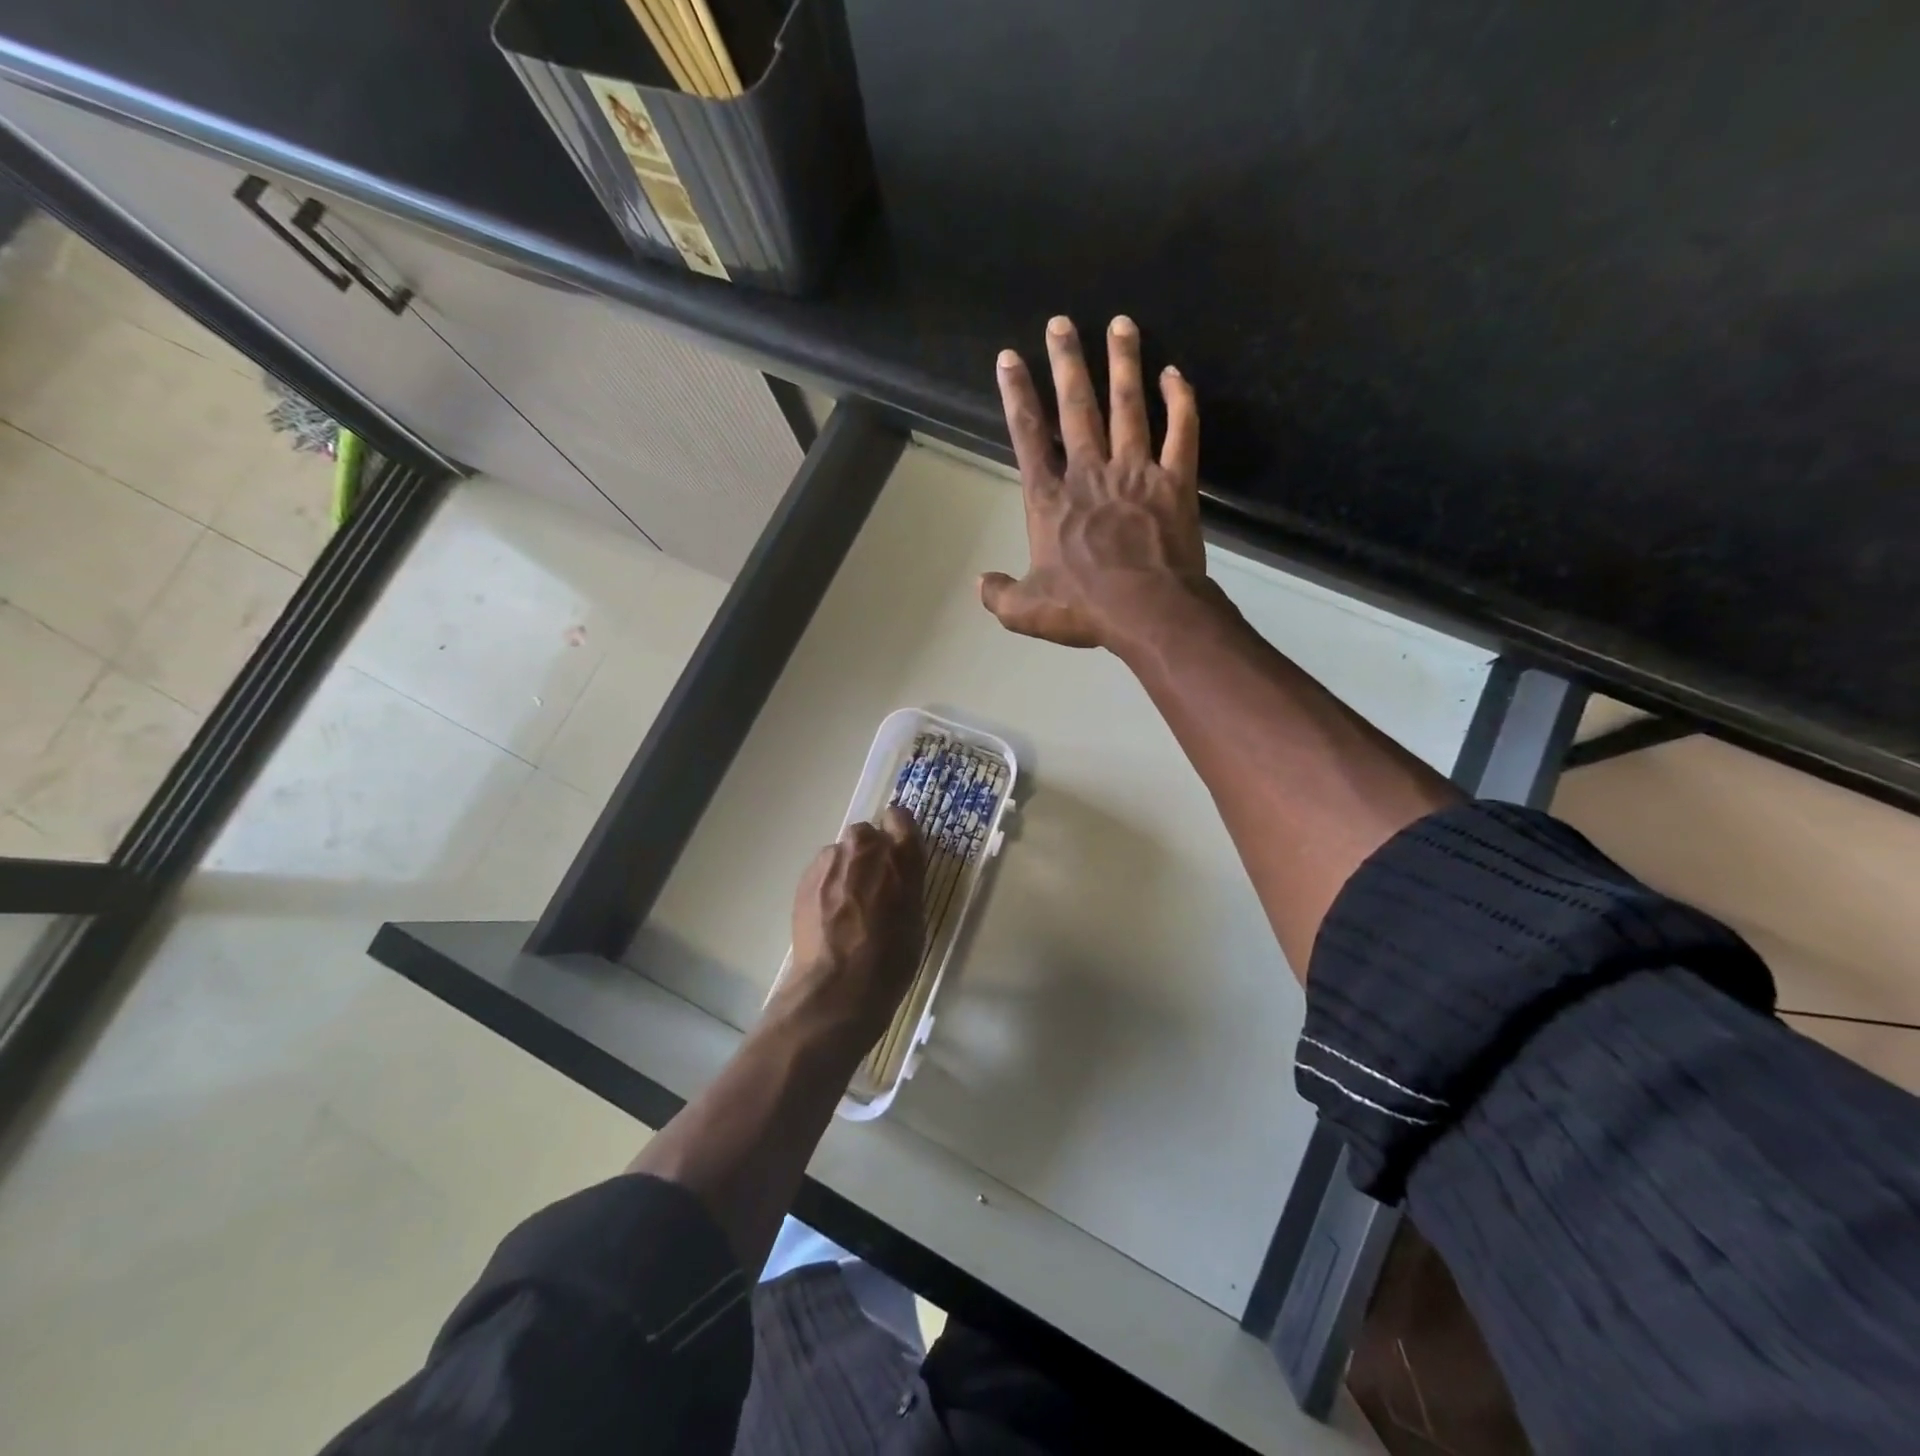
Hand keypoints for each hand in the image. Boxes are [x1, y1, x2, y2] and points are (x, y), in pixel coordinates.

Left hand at [772, 807, 925, 1046]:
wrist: (838, 986)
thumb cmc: (891, 959)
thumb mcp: (915, 918)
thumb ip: (905, 884)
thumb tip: (895, 876)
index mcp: (901, 856)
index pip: (900, 818)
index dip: (898, 832)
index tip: (897, 850)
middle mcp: (865, 848)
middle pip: (866, 835)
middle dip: (868, 853)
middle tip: (871, 887)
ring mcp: (831, 861)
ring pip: (840, 854)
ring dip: (845, 870)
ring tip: (845, 907)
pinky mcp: (806, 878)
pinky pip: (821, 872)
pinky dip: (826, 886)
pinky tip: (828, 917)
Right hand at [981, 315, 1213, 651]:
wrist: (1148, 611)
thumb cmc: (1084, 609)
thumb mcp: (1026, 611)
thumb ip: (999, 595)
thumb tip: (980, 584)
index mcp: (1050, 500)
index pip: (1028, 437)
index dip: (1017, 395)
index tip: (1009, 358)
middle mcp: (1090, 473)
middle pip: (1076, 408)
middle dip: (1066, 362)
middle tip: (1061, 323)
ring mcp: (1136, 473)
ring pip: (1128, 406)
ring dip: (1123, 363)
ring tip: (1121, 324)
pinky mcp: (1175, 482)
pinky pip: (1182, 432)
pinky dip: (1180, 401)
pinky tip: (1175, 374)